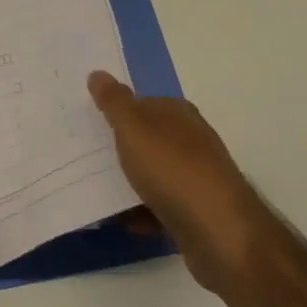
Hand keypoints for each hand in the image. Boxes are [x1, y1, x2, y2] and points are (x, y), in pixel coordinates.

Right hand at [88, 72, 268, 294]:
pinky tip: (124, 221)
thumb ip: (114, 102)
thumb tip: (97, 73)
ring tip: (97, 191)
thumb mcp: (134, 128)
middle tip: (86, 157)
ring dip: (129, 183)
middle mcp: (191, 141)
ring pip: (154, 174)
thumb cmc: (173, 170)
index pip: (143, 103)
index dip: (117, 112)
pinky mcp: (197, 212)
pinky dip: (143, 213)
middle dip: (121, 148)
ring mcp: (196, 177)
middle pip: (148, 139)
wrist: (220, 232)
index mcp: (178, 114)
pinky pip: (161, 207)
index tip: (90, 124)